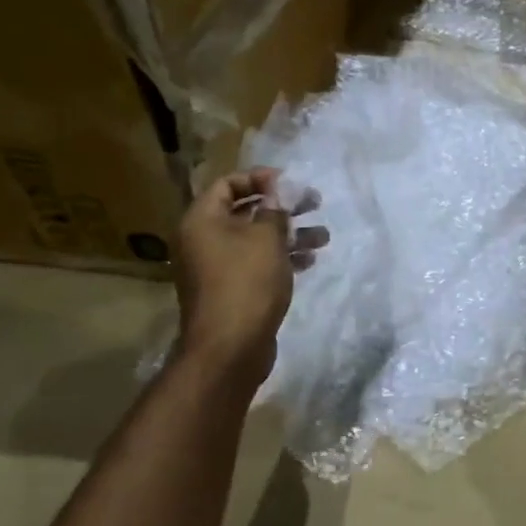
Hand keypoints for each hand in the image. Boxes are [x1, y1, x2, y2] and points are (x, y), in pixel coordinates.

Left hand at [174, 169, 327, 387]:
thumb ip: (276, 209)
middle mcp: (203, 240)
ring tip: (323, 236)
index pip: (228, 184)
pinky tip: (308, 261)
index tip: (291, 182)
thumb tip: (279, 192)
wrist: (229, 347)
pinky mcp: (231, 289)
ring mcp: (216, 267)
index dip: (260, 178)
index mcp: (202, 220)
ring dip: (289, 234)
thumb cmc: (246, 282)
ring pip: (255, 239)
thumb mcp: (267, 238)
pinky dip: (281, 258)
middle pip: (244, 211)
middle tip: (314, 203)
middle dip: (282, 207)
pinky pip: (256, 263)